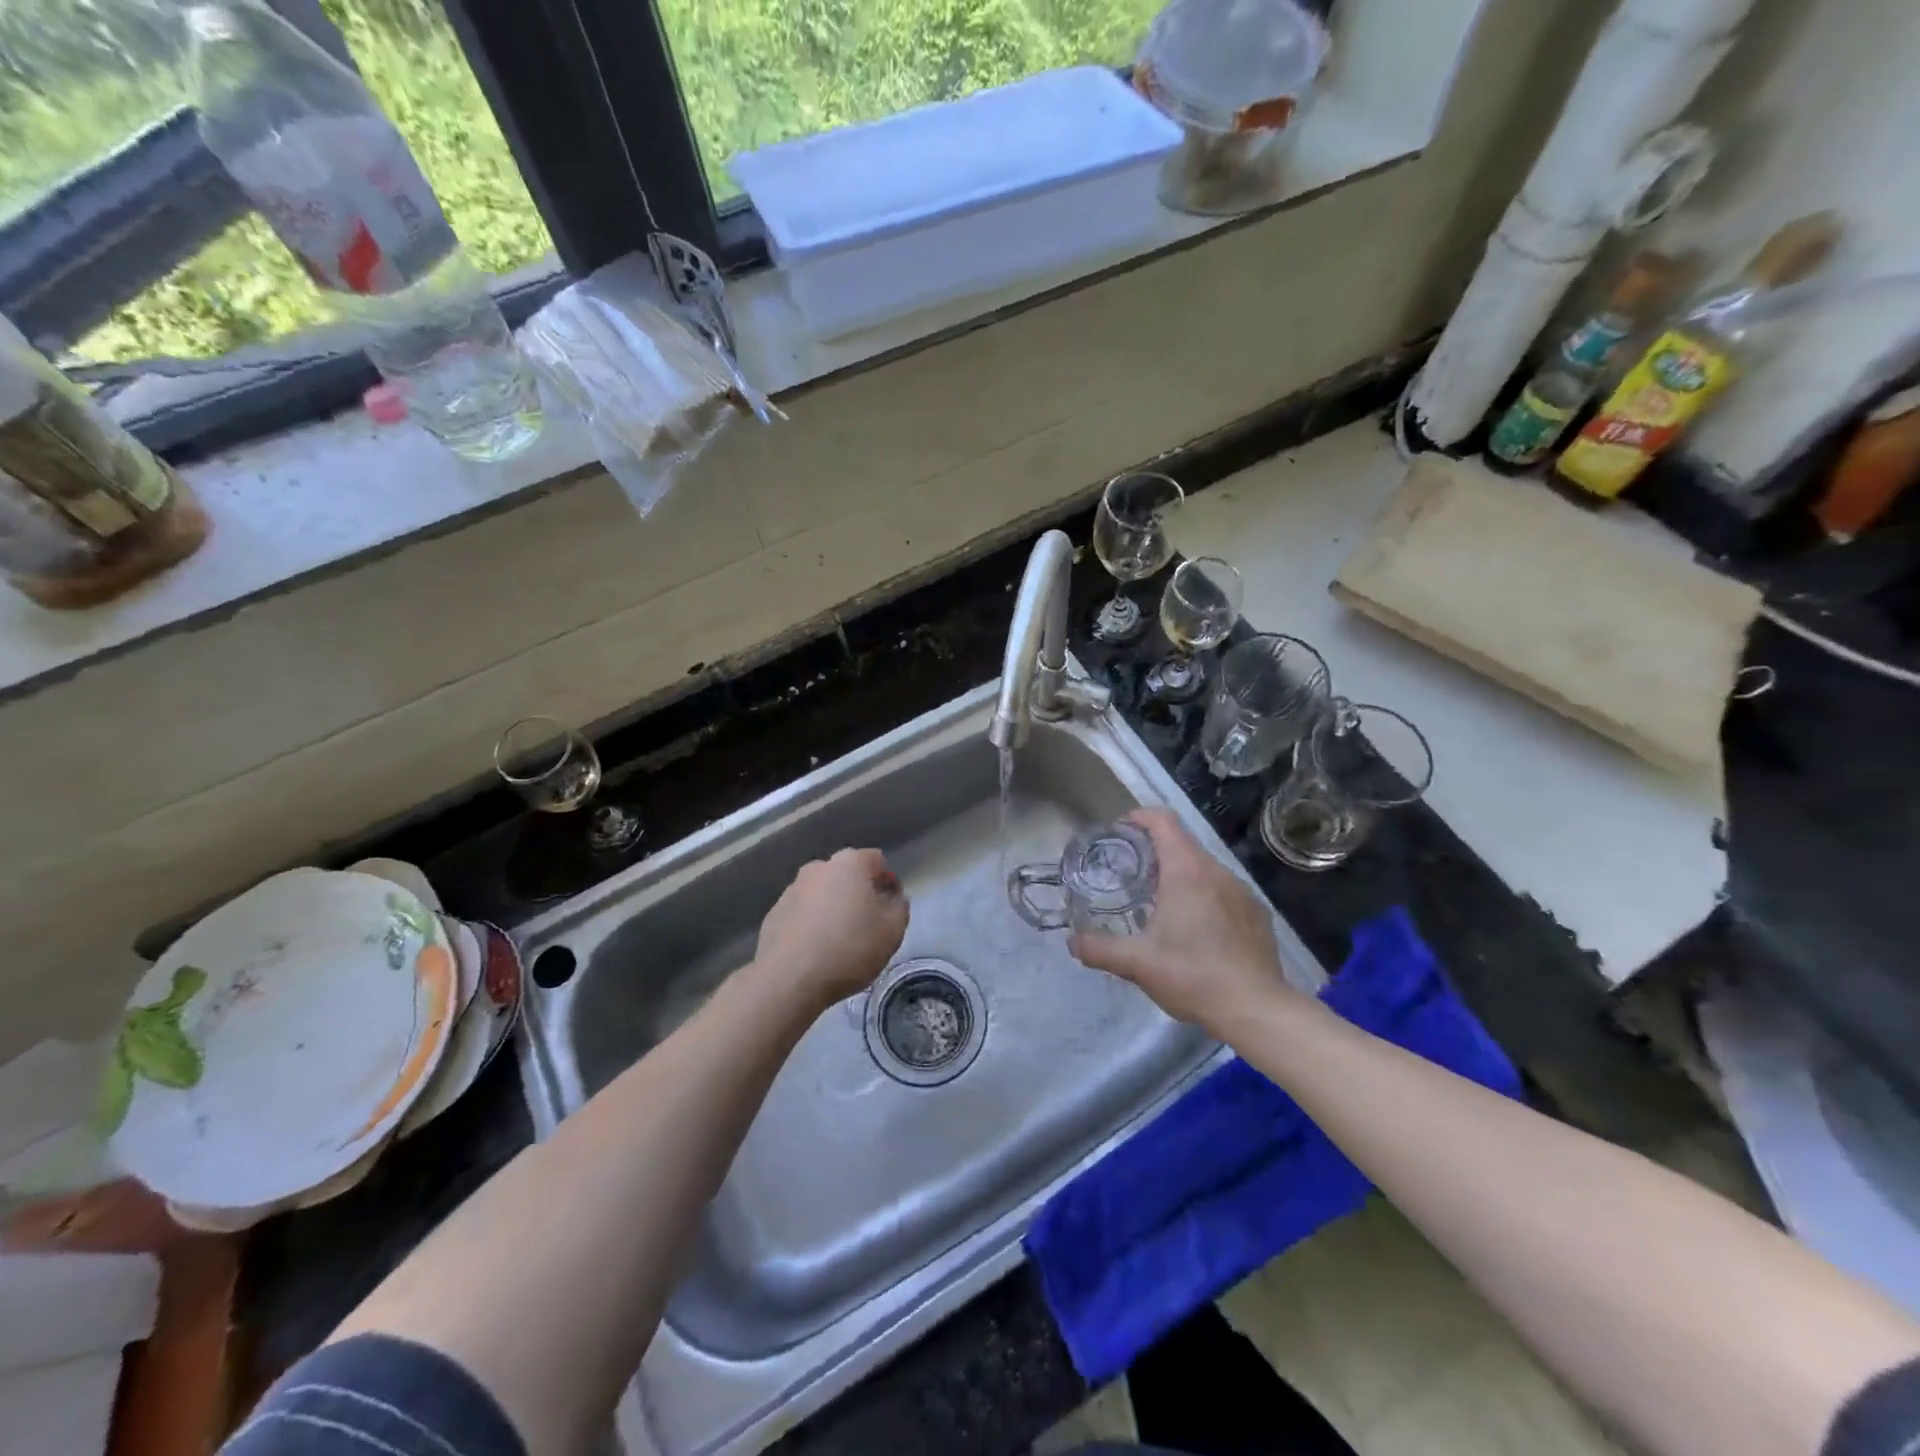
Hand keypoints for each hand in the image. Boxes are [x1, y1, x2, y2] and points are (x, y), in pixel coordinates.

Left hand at [755, 848, 909, 1012]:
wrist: (789, 978)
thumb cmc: (849, 947)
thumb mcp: (893, 930)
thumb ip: (900, 908)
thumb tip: (893, 899)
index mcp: (850, 863)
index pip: (878, 861)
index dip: (889, 883)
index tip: (891, 909)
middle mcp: (818, 867)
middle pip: (847, 875)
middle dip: (859, 894)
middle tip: (868, 925)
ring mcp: (792, 889)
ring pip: (822, 893)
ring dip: (833, 908)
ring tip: (840, 941)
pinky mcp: (774, 913)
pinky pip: (802, 913)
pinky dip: (811, 924)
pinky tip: (816, 950)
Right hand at [1069, 809, 1294, 1033]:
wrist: (1256, 1009)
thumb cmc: (1192, 976)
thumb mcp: (1136, 963)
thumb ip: (1098, 948)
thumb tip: (1071, 940)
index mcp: (1186, 871)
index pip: (1162, 820)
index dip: (1138, 817)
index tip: (1119, 833)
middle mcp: (1216, 871)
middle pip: (1182, 842)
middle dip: (1154, 850)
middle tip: (1130, 873)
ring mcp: (1242, 891)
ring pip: (1203, 868)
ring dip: (1179, 874)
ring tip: (1159, 902)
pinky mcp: (1257, 913)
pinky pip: (1223, 890)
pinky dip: (1203, 896)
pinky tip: (1195, 929)